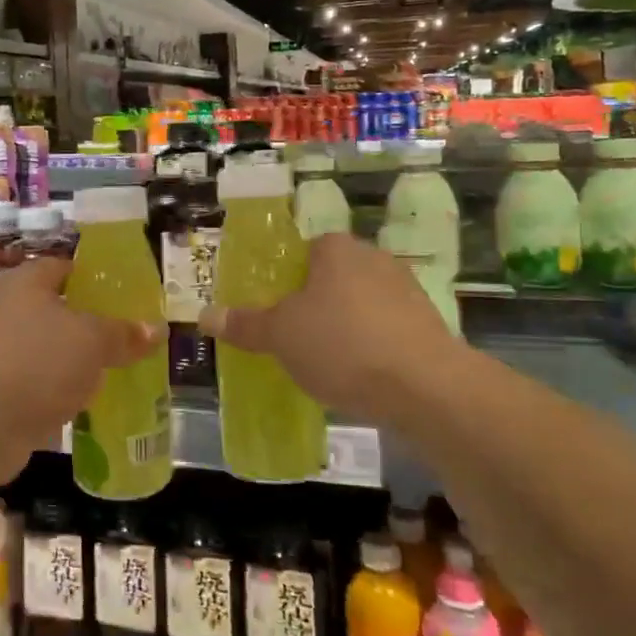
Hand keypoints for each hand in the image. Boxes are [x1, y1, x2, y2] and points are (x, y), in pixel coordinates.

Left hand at [0, 258, 158, 473]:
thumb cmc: (37, 363)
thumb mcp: (92, 341)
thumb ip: (124, 333)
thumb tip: (156, 328)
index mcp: (25, 283)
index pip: (65, 267)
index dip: (96, 279)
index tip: (128, 296)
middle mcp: (7, 309)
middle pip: (59, 308)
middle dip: (92, 323)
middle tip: (130, 335)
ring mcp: (0, 350)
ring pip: (50, 347)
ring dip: (78, 359)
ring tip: (118, 369)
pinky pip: (40, 379)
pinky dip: (61, 387)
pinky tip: (89, 401)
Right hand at [201, 232, 468, 425]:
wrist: (424, 387)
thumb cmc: (341, 344)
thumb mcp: (280, 336)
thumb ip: (244, 324)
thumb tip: (205, 315)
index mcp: (336, 249)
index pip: (305, 250)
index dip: (286, 278)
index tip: (274, 309)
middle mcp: (375, 259)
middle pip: (333, 278)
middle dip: (314, 304)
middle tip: (293, 337)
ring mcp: (408, 291)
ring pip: (361, 305)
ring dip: (345, 327)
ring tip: (325, 362)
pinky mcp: (429, 326)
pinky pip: (386, 331)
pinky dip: (371, 347)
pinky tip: (360, 376)